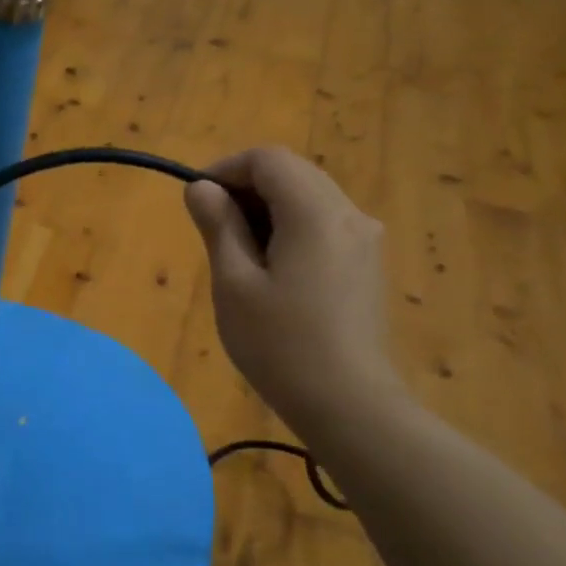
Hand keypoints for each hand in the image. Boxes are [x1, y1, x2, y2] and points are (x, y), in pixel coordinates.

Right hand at [184, 147, 404, 431]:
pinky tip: (273, 269)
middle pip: (292, 172)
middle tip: (213, 227)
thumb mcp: (234, 283)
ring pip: (309, 197)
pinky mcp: (367, 264)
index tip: (198, 200)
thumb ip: (219, 226)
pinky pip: (324, 223)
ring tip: (238, 252)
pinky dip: (292, 227)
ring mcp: (365, 239)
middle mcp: (349, 214)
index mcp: (316, 212)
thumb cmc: (281, 345)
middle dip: (247, 187)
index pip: (268, 159)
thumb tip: (201, 188)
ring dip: (268, 208)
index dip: (226, 168)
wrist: (350, 406)